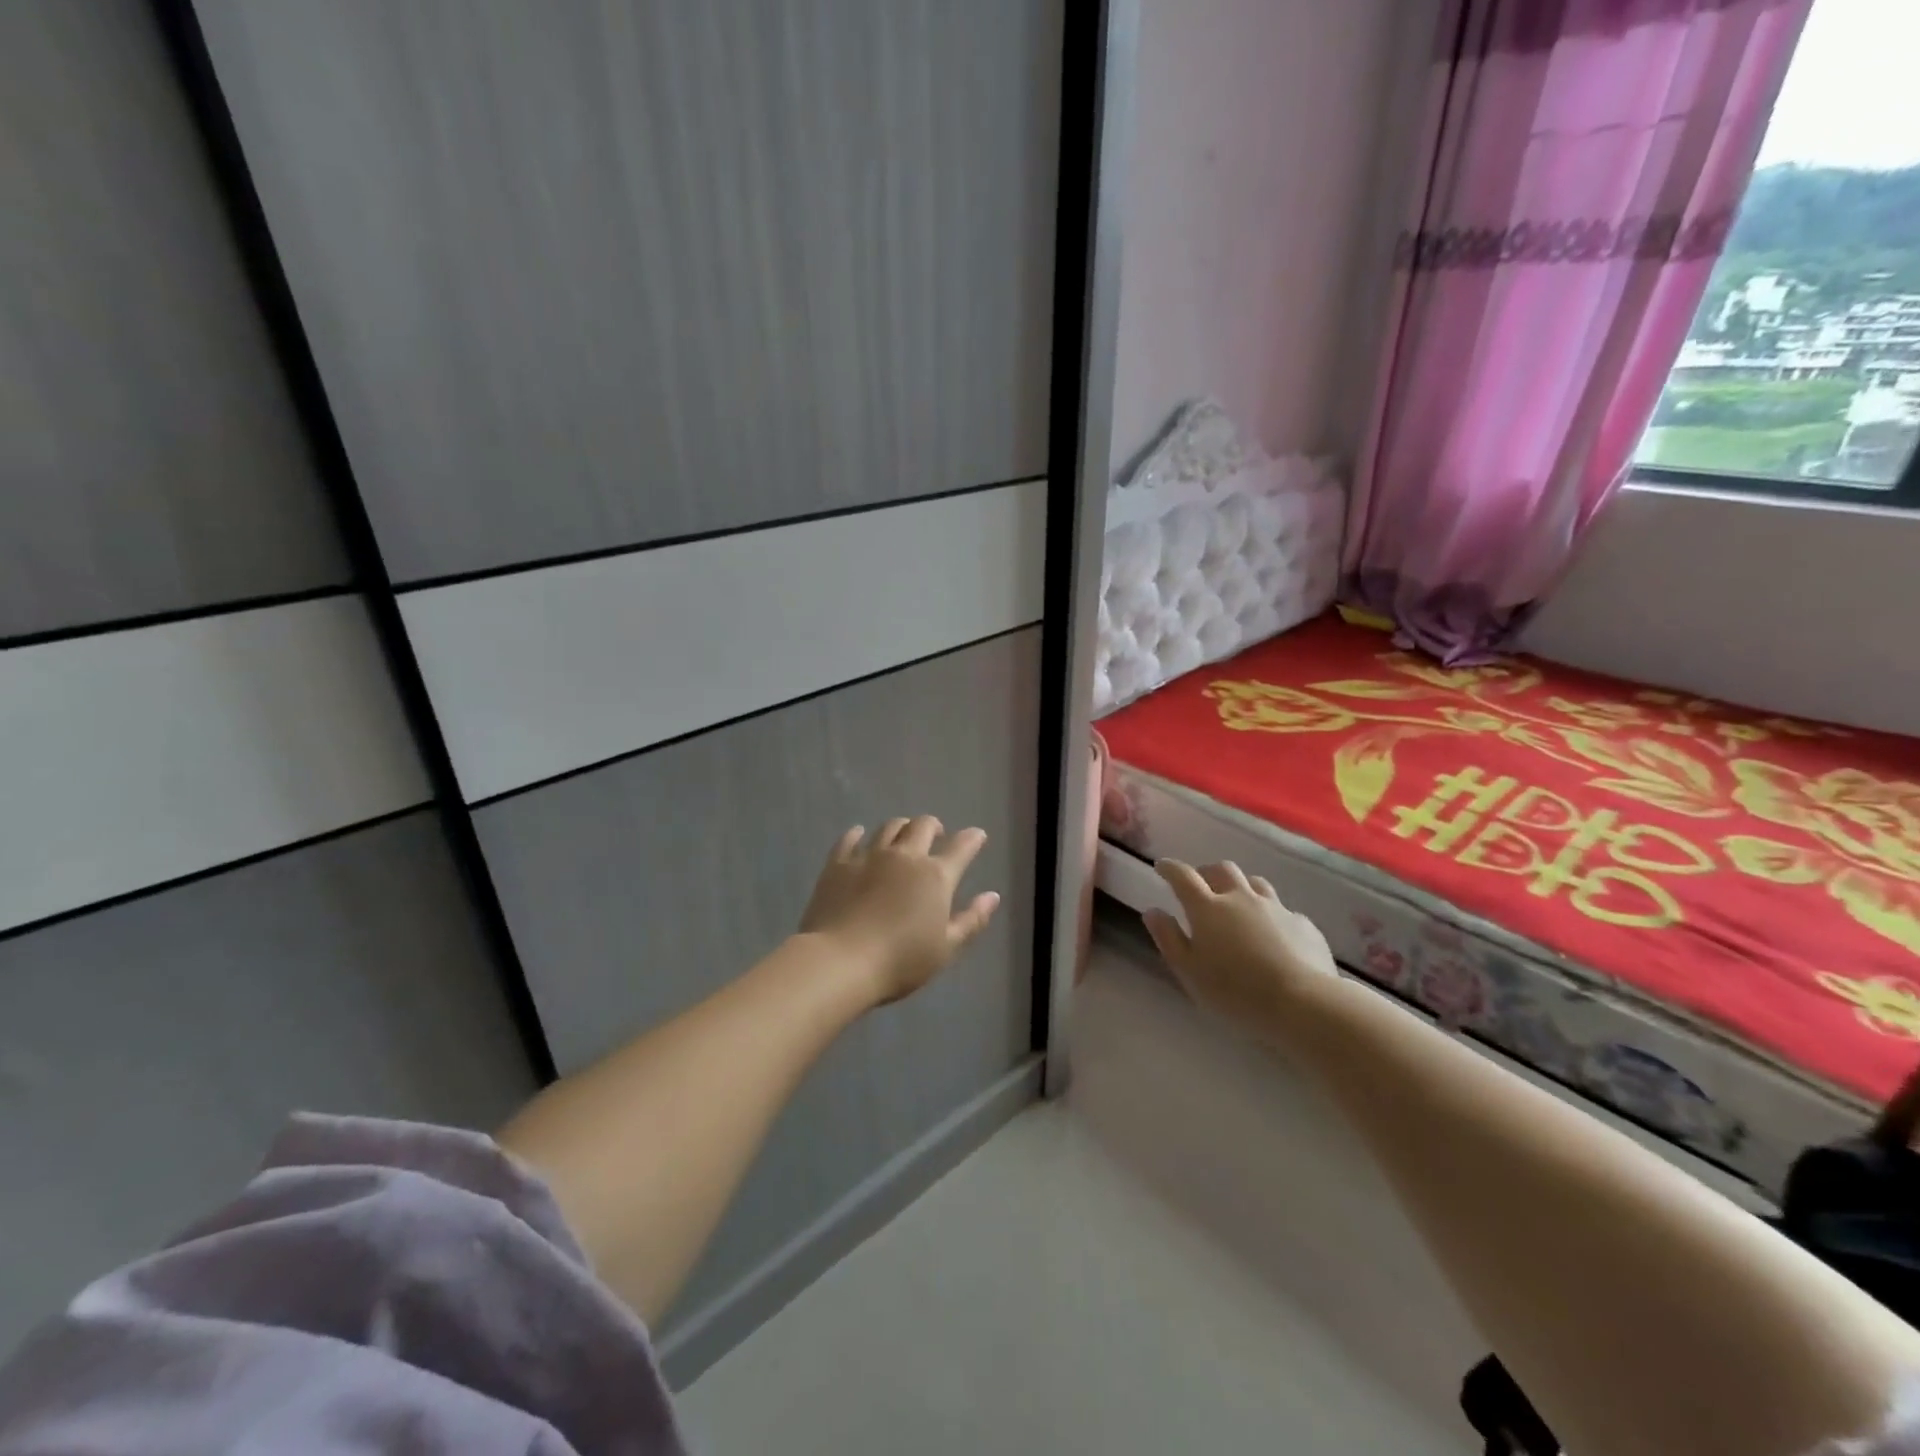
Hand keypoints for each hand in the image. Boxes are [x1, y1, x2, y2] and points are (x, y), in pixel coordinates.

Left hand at [799, 816, 1000, 1004]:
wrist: (840, 961)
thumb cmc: (900, 962)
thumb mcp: (946, 948)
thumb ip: (971, 920)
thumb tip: (992, 896)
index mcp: (935, 876)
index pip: (961, 847)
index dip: (972, 839)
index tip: (977, 836)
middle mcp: (905, 856)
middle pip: (922, 825)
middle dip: (934, 826)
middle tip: (936, 835)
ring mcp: (869, 856)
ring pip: (889, 827)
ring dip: (901, 827)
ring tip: (902, 836)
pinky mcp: (838, 863)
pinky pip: (850, 838)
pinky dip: (858, 834)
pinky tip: (859, 835)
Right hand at [1144, 860, 1337, 1040]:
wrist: (1303, 1004)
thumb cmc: (1235, 991)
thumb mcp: (1189, 971)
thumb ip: (1169, 938)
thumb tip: (1153, 911)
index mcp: (1208, 908)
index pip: (1183, 876)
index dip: (1170, 868)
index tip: (1161, 867)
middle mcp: (1241, 898)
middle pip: (1222, 870)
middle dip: (1207, 872)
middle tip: (1200, 885)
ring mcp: (1276, 908)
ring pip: (1255, 883)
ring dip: (1241, 887)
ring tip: (1237, 903)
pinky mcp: (1303, 924)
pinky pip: (1283, 910)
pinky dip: (1271, 915)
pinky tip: (1274, 934)